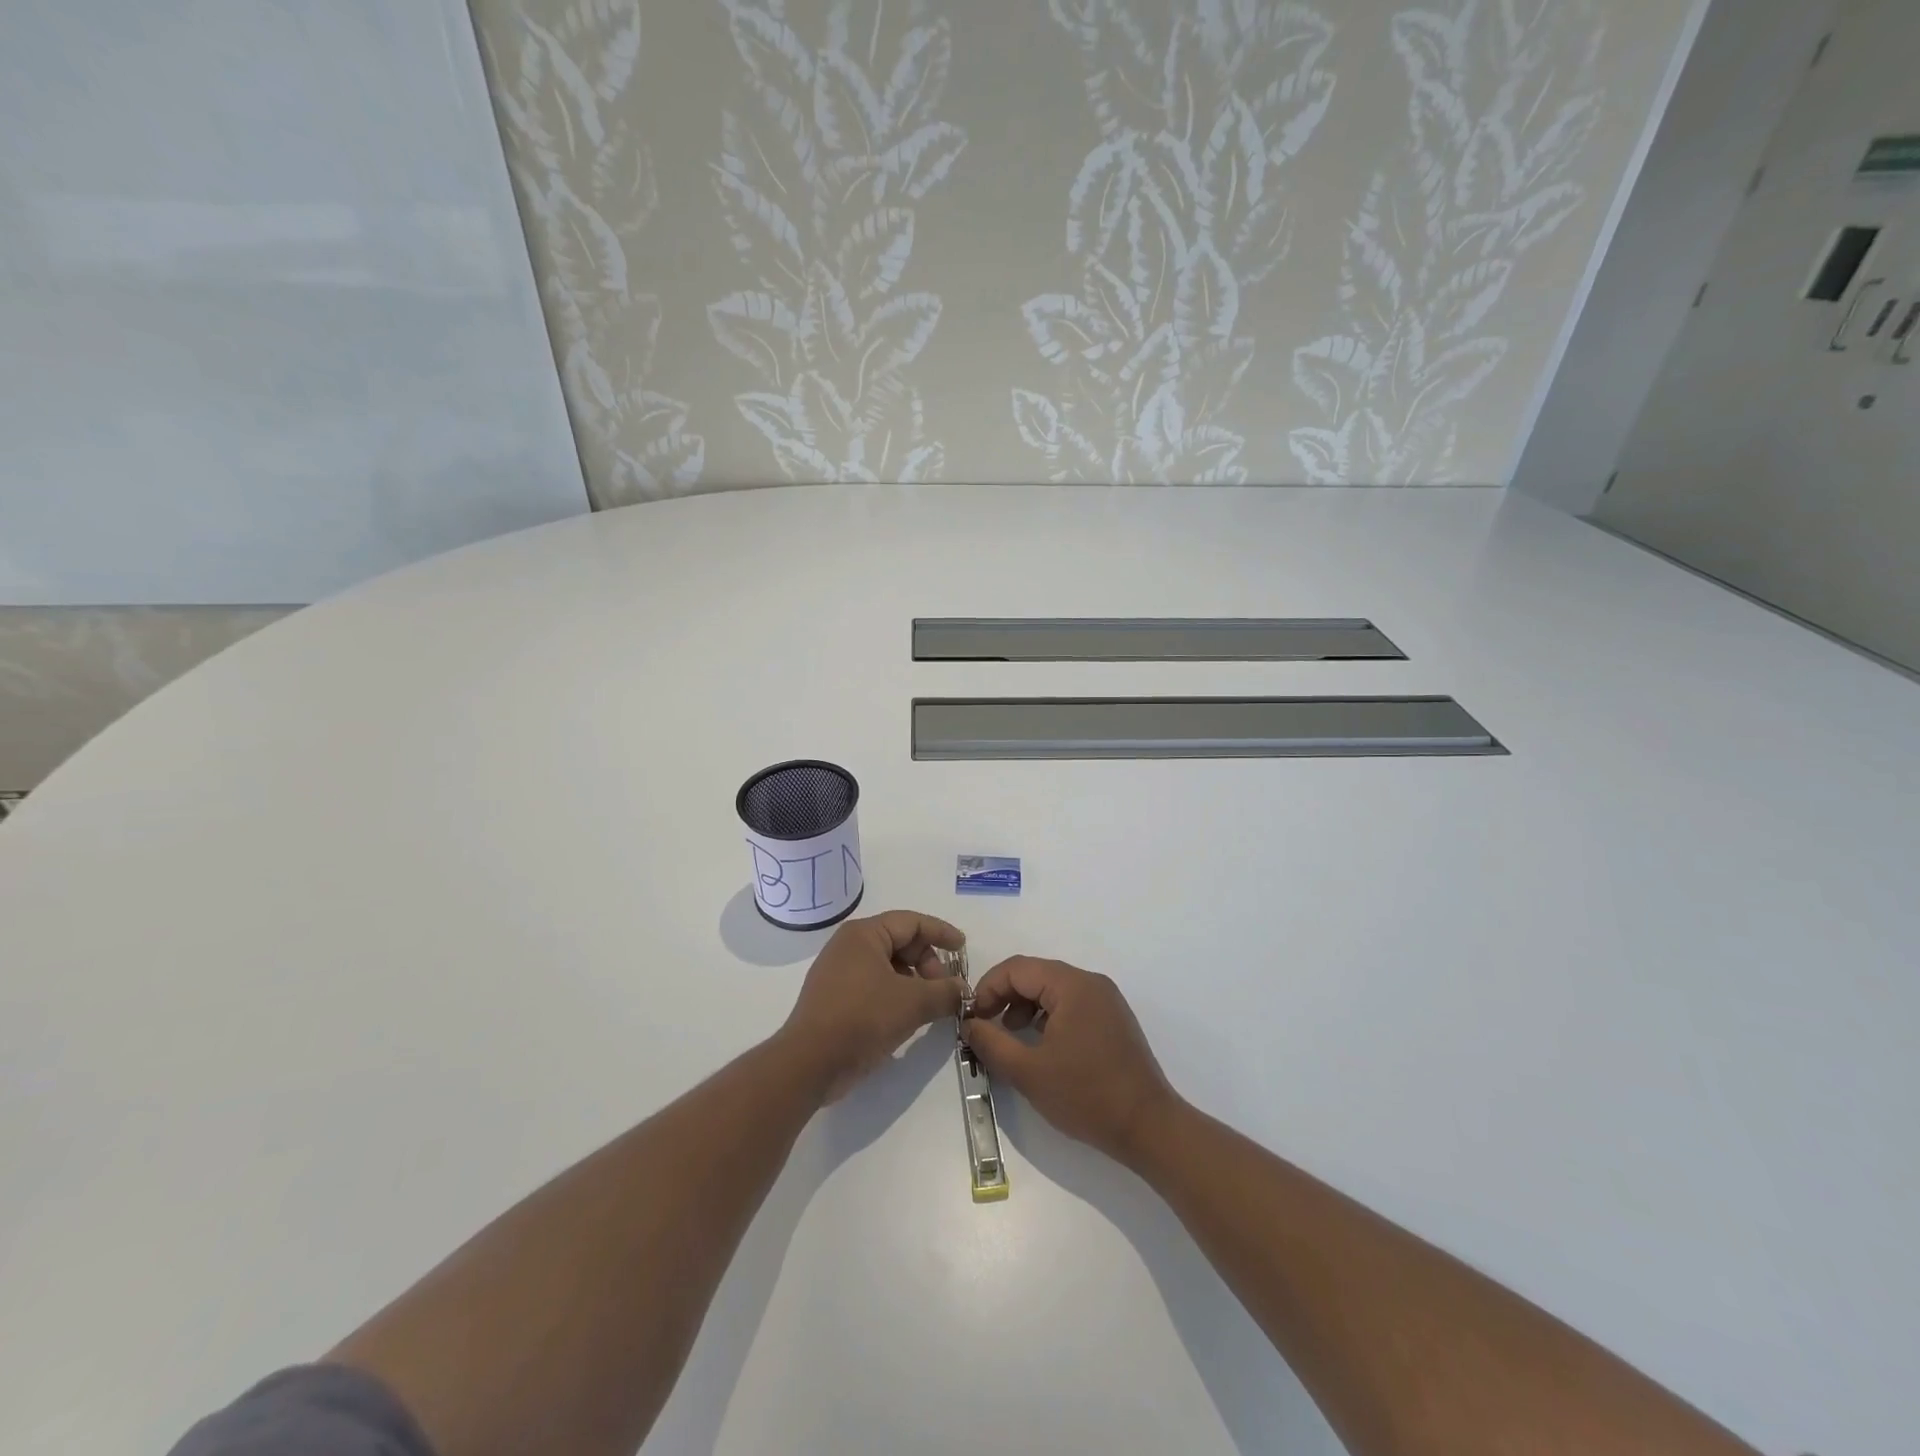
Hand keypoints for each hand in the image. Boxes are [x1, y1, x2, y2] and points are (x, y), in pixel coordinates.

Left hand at [778, 910, 966, 1101]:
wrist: (809, 1063)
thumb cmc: (862, 1018)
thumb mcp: (913, 1003)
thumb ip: (945, 992)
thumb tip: (963, 990)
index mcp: (864, 934)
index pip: (912, 922)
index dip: (941, 932)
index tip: (963, 948)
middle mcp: (849, 946)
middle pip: (900, 942)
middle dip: (928, 963)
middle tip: (945, 989)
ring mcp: (839, 972)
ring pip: (888, 966)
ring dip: (914, 982)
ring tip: (929, 1006)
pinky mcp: (835, 998)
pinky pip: (874, 985)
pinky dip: (896, 994)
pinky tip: (907, 1017)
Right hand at [962, 956, 1178, 1164]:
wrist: (1149, 1128)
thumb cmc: (1086, 1096)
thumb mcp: (1028, 1072)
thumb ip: (991, 1043)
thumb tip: (969, 1024)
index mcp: (1072, 985)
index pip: (1018, 968)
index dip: (988, 987)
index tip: (970, 1017)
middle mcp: (1091, 983)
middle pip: (1036, 974)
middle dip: (1005, 996)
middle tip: (984, 1026)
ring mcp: (1106, 1000)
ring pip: (1053, 989)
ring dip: (1025, 1006)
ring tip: (1009, 1036)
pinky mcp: (1113, 1020)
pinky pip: (1071, 1004)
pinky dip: (1048, 1016)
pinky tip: (1039, 1044)